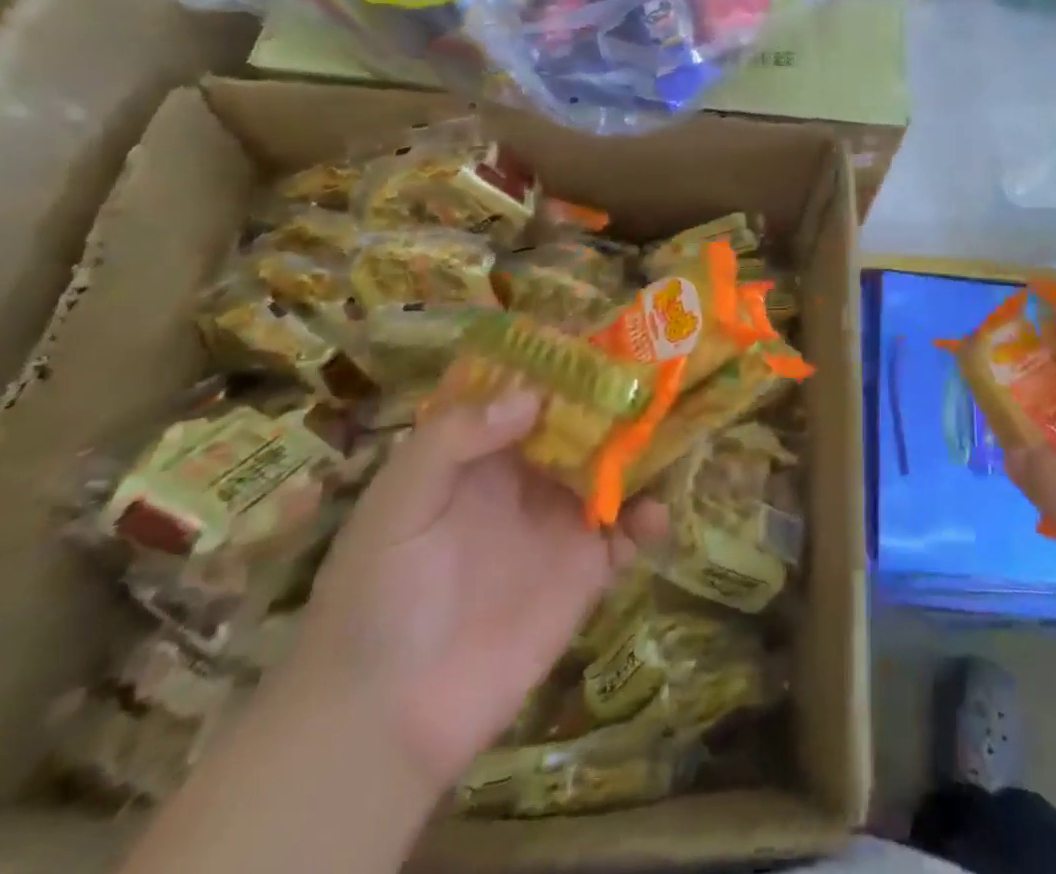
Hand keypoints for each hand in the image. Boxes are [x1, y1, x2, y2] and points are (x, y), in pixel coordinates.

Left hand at [288, 384, 666, 793]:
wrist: (383, 720)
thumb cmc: (376, 596)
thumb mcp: (397, 504)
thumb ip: (453, 440)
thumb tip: (533, 397)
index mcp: (484, 453)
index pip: (532, 392)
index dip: (566, 363)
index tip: (607, 335)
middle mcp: (530, 478)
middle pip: (585, 423)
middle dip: (620, 396)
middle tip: (662, 370)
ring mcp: (561, 523)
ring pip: (616, 469)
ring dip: (646, 449)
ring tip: (679, 425)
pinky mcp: (585, 573)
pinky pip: (628, 535)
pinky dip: (650, 519)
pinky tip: (655, 514)